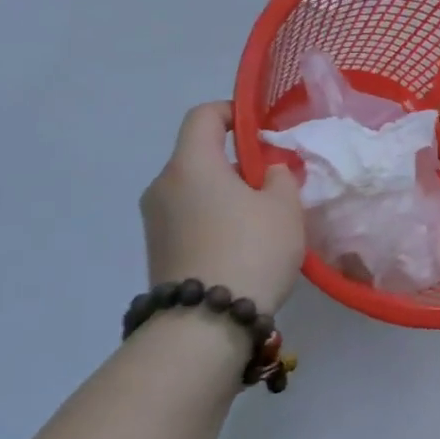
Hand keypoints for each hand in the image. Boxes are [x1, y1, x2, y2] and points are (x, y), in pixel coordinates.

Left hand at [141, 103, 304, 309]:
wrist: (205, 325)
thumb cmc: (251, 250)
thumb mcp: (284, 207)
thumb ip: (280, 176)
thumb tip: (267, 172)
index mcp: (190, 163)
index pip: (203, 116)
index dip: (233, 113)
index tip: (261, 132)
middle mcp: (163, 185)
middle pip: (199, 156)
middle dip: (237, 163)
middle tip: (273, 185)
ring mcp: (155, 221)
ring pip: (195, 190)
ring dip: (226, 195)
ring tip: (261, 221)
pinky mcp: (158, 252)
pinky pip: (189, 219)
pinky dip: (213, 220)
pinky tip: (241, 247)